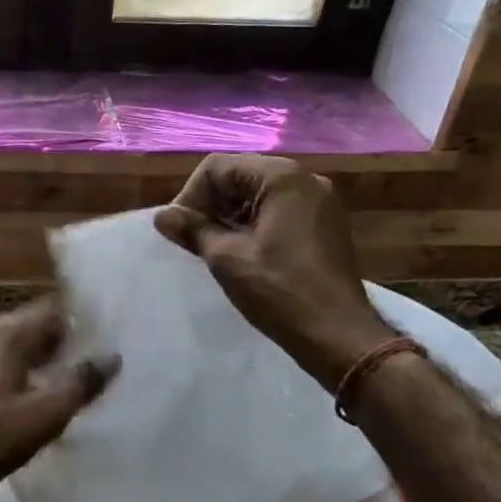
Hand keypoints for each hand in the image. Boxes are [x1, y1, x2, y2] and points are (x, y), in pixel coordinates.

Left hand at [0, 298, 117, 501]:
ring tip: (51, 385)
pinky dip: (6, 373)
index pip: (51, 311)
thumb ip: (80, 384)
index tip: (100, 342)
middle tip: (81, 366)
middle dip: (55, 343)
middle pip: (27, 326)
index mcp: (6, 335)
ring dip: (29, 359)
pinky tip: (12, 401)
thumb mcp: (43, 416)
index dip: (78, 324)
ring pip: (5, 346)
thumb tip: (111, 357)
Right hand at [155, 154, 393, 388]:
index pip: (219, 167)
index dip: (191, 195)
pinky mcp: (324, 225)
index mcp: (282, 177)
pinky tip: (241, 254)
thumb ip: (193, 230)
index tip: (179, 231)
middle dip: (211, 205)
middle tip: (192, 241)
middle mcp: (305, 179)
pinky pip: (279, 211)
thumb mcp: (227, 258)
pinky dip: (254, 225)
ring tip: (214, 250)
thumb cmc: (280, 291)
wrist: (338, 334)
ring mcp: (320, 202)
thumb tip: (163, 217)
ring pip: (259, 195)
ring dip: (230, 217)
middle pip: (240, 176)